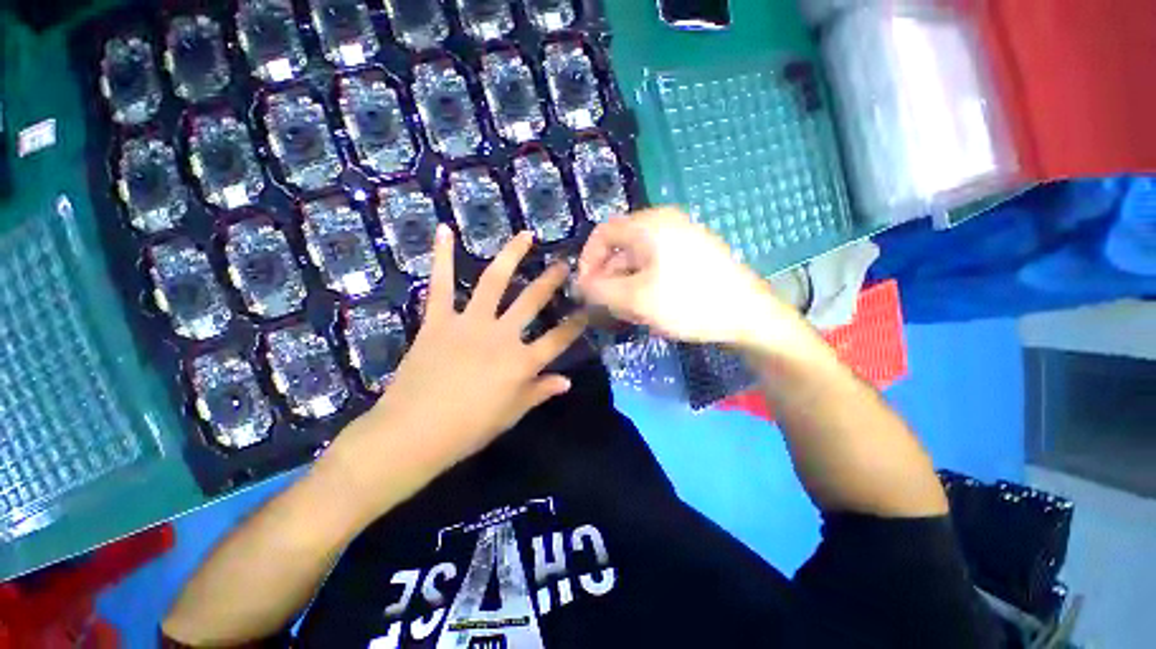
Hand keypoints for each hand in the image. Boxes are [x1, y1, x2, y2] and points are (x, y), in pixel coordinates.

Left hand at [325, 226, 587, 510]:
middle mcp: (502, 336)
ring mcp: (469, 324)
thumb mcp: (511, 414)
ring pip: (495, 282)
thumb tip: (567, 382)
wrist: (413, 433)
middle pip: (532, 301)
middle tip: (563, 263)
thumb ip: (540, 393)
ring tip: (525, 235)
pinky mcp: (439, 320)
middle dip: (551, 280)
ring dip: (512, 255)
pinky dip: (442, 257)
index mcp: (522, 363)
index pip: (559, 338)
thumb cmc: (468, 429)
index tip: (588, 307)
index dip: (577, 323)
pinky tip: (445, 230)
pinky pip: (441, 284)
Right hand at [575, 207, 804, 347]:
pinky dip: (645, 283)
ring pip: (639, 258)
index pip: (603, 233)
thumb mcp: (634, 299)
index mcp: (650, 224)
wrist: (748, 316)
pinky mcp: (694, 253)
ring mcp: (683, 236)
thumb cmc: (688, 303)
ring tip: (630, 311)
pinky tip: (650, 306)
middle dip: (609, 276)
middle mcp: (665, 222)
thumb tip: (580, 284)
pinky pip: (657, 264)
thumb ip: (599, 290)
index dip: (588, 260)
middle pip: (621, 246)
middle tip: (608, 305)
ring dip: (627, 283)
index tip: (586, 288)